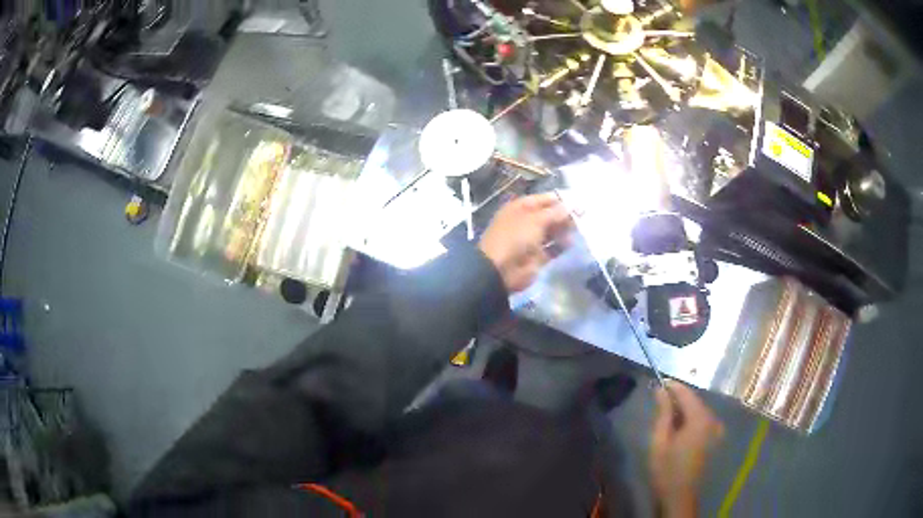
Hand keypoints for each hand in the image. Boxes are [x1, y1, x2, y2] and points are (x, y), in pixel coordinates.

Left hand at [479, 193, 572, 292]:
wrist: (500, 270)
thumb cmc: (515, 237)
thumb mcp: (535, 220)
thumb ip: (555, 213)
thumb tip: (572, 206)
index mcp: (521, 208)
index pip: (544, 200)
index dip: (561, 200)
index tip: (579, 202)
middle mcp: (526, 221)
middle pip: (550, 216)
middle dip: (565, 216)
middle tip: (583, 216)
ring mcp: (531, 240)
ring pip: (552, 232)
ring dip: (565, 230)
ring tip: (579, 229)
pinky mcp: (537, 256)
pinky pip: (552, 248)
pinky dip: (561, 246)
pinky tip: (572, 243)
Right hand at [649, 381, 723, 517]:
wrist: (680, 495)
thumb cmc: (667, 469)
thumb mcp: (659, 440)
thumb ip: (663, 412)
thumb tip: (661, 389)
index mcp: (700, 418)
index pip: (686, 392)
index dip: (671, 386)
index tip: (657, 383)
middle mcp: (712, 418)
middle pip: (694, 400)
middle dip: (677, 399)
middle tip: (658, 403)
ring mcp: (716, 428)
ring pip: (698, 410)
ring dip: (683, 410)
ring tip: (665, 417)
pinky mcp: (714, 437)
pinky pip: (702, 420)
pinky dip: (690, 419)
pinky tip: (678, 428)